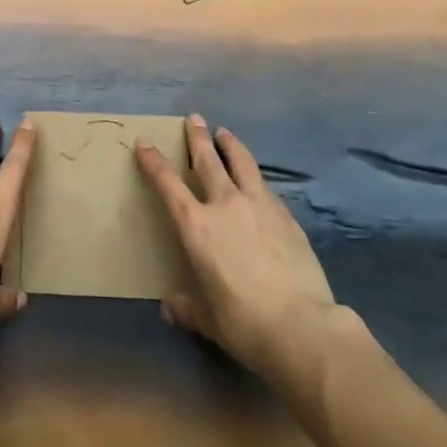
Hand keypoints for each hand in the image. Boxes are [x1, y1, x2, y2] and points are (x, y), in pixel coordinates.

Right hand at [137, 114, 352, 397]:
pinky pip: (266, 188)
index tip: (144, 142)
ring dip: (231, 145)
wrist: (302, 327)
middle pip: (208, 160)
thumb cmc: (244, 323)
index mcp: (196, 226)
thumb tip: (171, 307)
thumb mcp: (207, 319)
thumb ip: (187, 308)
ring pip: (242, 163)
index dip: (154, 161)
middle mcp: (225, 204)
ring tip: (225, 134)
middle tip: (194, 118)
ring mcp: (259, 206)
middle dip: (198, 137)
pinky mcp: (287, 217)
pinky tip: (258, 182)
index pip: (168, 184)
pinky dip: (256, 179)